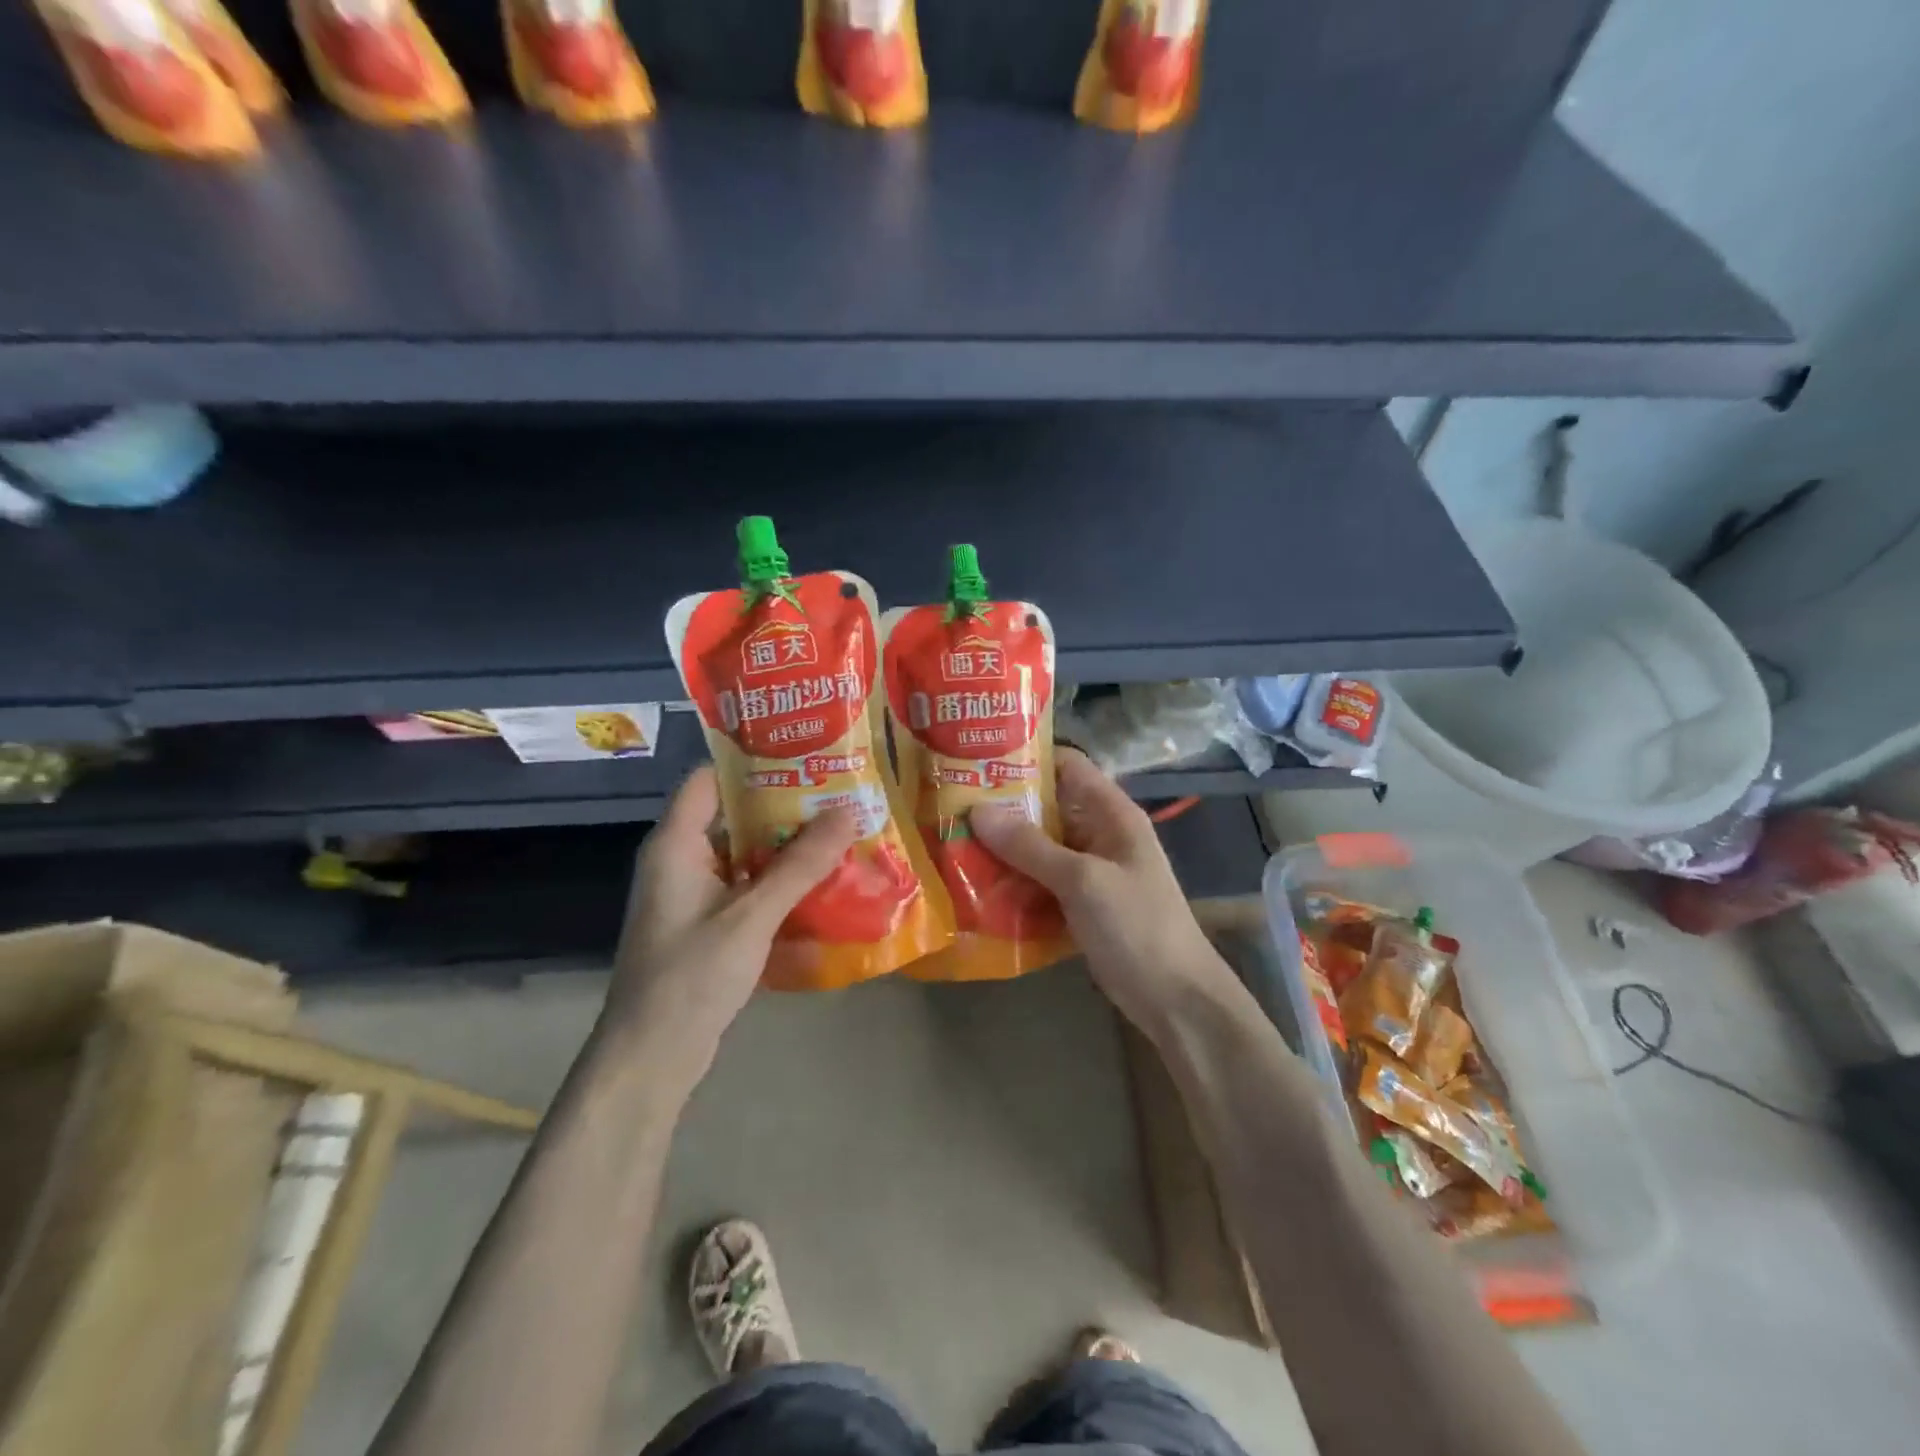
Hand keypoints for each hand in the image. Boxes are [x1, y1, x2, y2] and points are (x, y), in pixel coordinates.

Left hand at [607, 766, 857, 1067]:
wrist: (652, 1057)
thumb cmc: (692, 976)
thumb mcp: (752, 915)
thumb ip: (800, 864)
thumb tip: (848, 811)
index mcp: (676, 844)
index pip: (710, 778)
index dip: (753, 762)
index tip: (806, 754)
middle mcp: (681, 860)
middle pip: (734, 815)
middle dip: (786, 805)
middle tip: (839, 793)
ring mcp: (694, 894)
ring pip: (746, 853)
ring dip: (788, 846)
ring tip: (841, 831)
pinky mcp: (708, 924)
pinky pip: (747, 887)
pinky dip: (780, 881)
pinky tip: (822, 883)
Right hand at [970, 748, 1230, 1031]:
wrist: (1175, 999)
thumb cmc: (1137, 926)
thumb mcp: (1082, 881)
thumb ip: (1030, 846)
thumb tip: (978, 810)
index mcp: (1112, 814)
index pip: (1068, 766)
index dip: (1027, 758)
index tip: (978, 761)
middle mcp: (1100, 835)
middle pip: (1048, 807)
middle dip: (1003, 807)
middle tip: (951, 806)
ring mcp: (1091, 871)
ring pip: (1040, 847)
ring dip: (1003, 848)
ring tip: (953, 843)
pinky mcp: (1080, 904)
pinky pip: (1040, 881)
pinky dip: (1014, 882)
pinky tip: (977, 886)